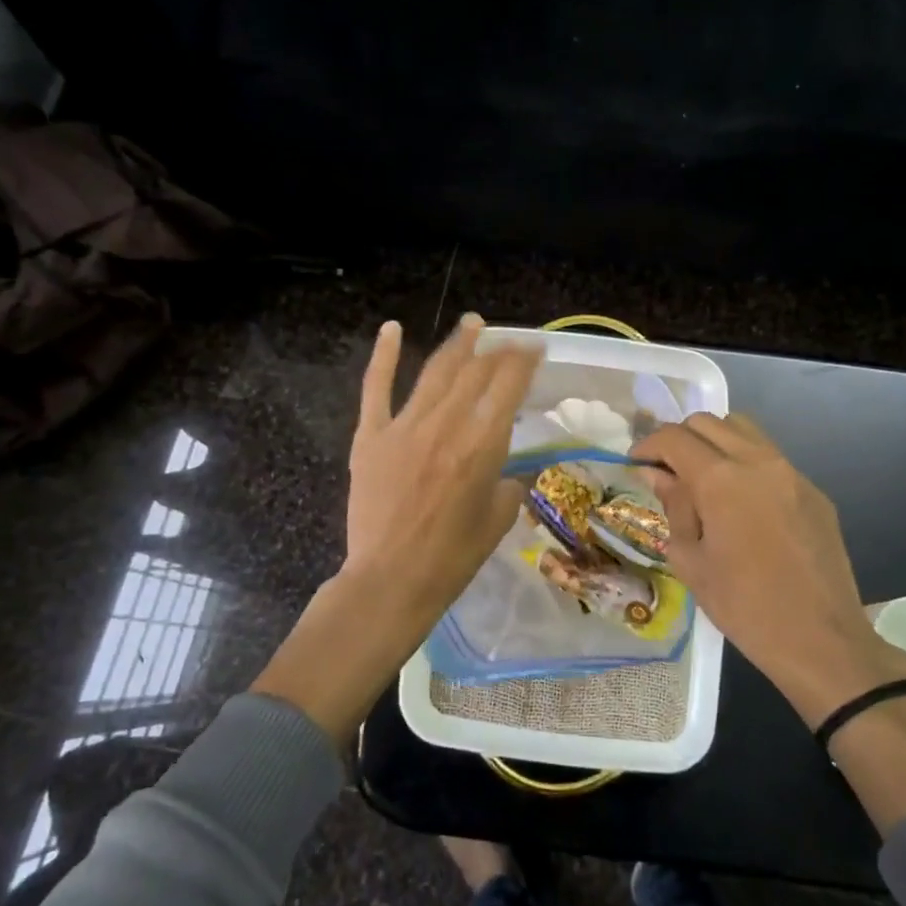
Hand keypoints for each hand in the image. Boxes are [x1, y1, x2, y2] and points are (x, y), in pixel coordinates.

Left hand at [342, 313, 543, 608]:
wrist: (391, 580)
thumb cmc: (452, 558)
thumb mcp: (498, 520)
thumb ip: (511, 485)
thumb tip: (516, 470)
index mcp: (481, 446)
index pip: (507, 387)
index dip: (524, 361)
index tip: (535, 348)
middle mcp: (445, 426)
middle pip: (475, 373)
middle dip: (497, 350)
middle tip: (509, 341)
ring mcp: (403, 427)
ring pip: (435, 373)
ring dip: (456, 344)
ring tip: (471, 324)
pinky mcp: (370, 437)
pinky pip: (376, 389)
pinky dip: (384, 356)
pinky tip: (392, 329)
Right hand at [632, 413, 905, 727]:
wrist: (821, 641)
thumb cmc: (744, 607)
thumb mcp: (691, 560)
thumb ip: (674, 507)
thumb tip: (658, 475)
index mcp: (722, 480)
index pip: (674, 438)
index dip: (648, 445)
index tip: (636, 464)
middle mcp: (758, 462)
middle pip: (709, 422)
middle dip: (680, 439)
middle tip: (666, 471)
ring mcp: (792, 473)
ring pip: (744, 430)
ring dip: (714, 442)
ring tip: (702, 479)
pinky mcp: (814, 491)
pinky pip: (771, 458)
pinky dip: (745, 463)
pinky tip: (740, 503)